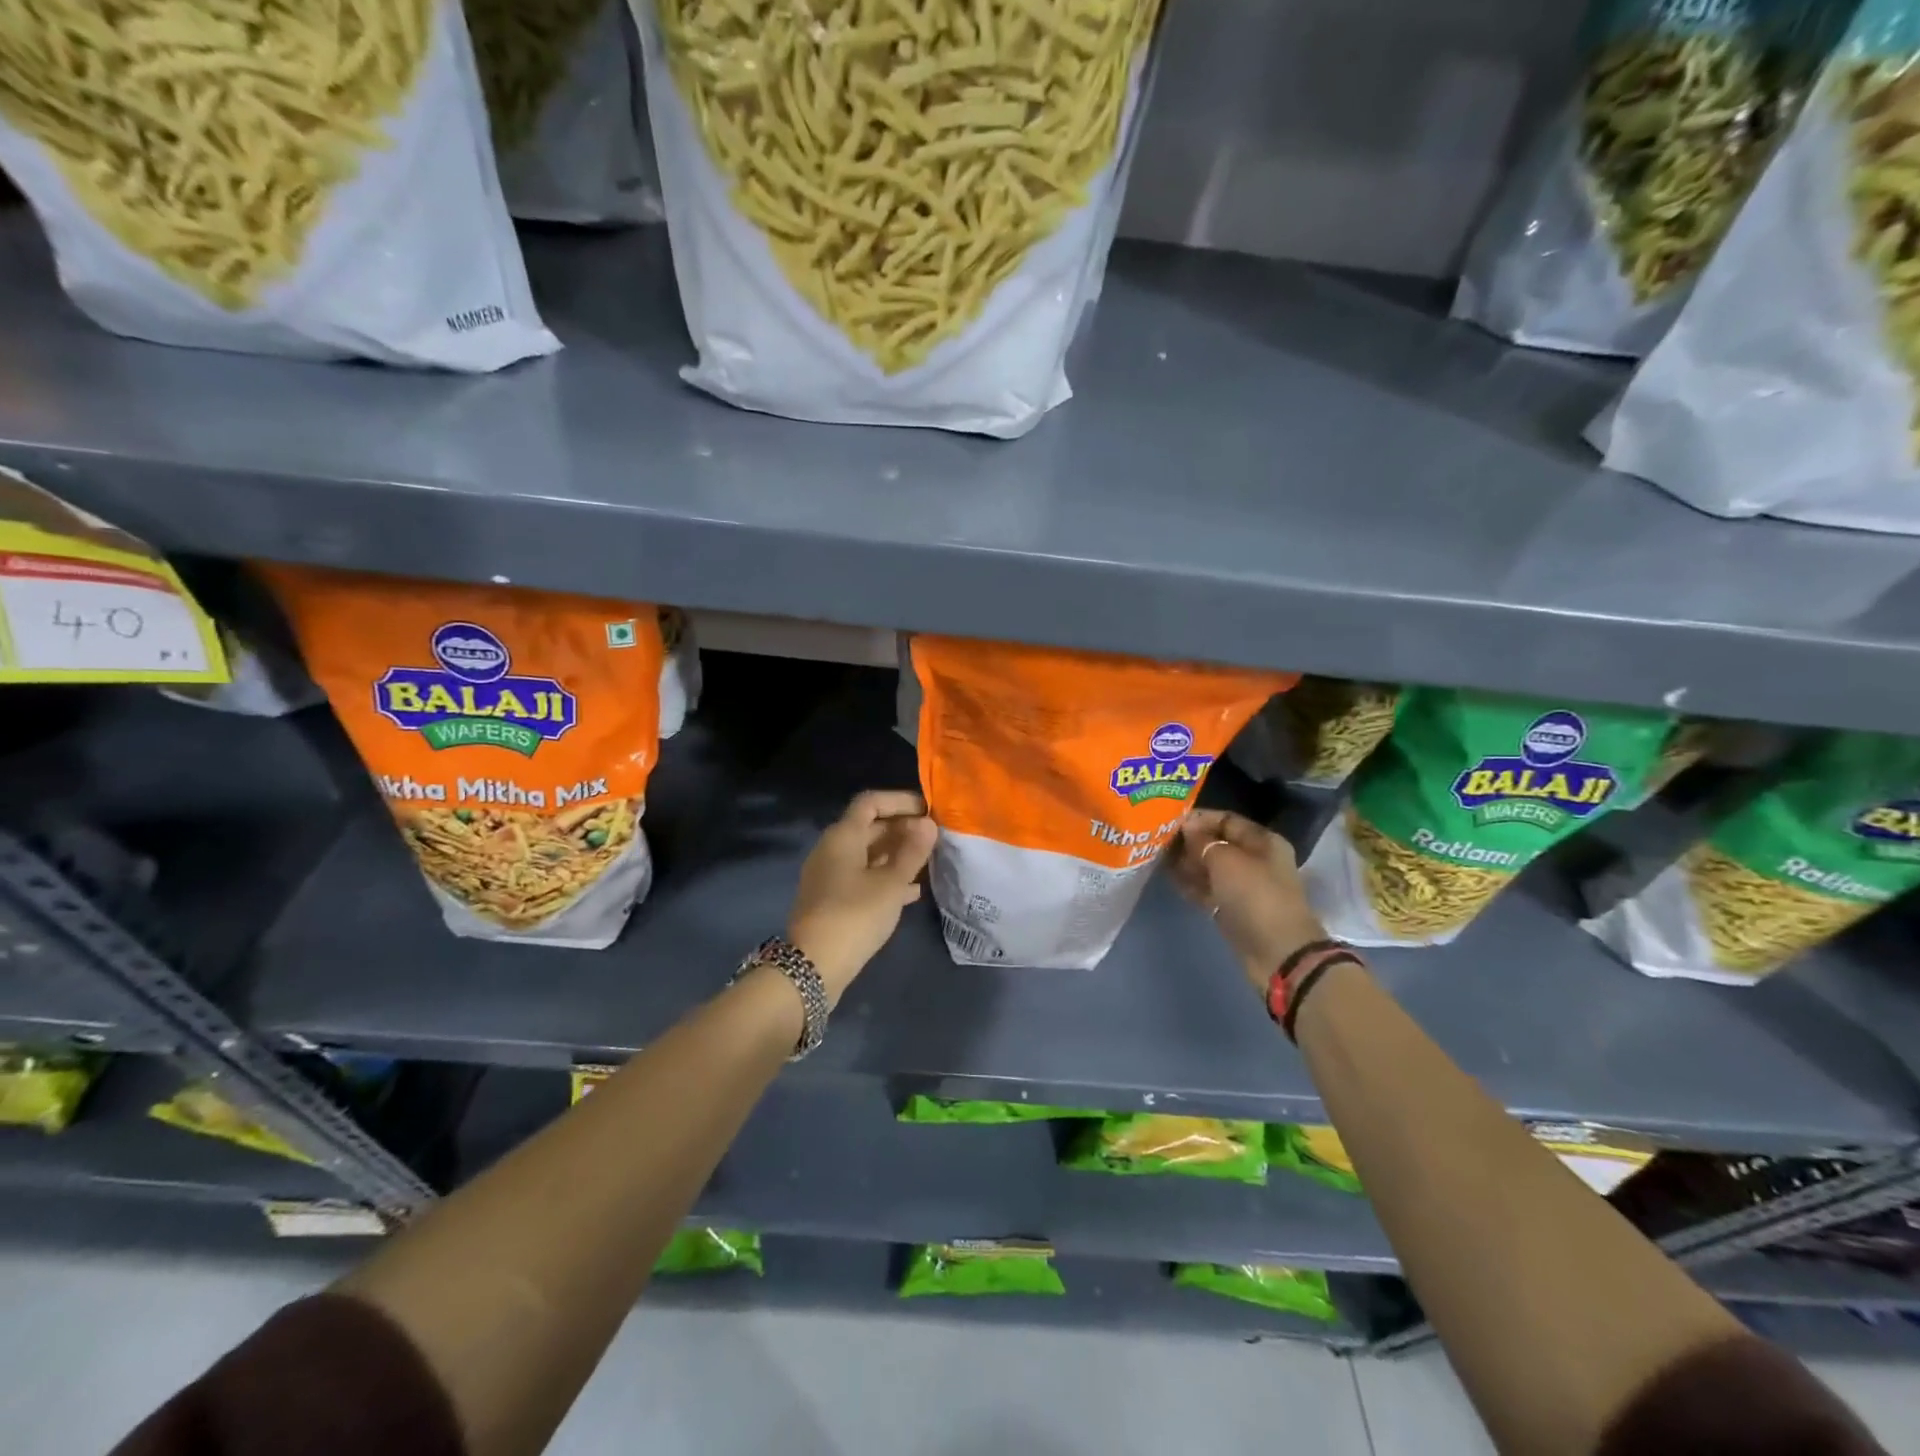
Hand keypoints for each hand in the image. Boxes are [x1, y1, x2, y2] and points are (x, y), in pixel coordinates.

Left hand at [787, 790, 938, 1003]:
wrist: (813, 966)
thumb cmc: (855, 916)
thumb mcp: (891, 883)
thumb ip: (912, 852)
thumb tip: (928, 823)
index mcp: (842, 836)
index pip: (871, 802)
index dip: (900, 801)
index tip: (928, 810)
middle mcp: (832, 849)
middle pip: (869, 827)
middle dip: (902, 828)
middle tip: (934, 838)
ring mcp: (830, 875)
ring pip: (868, 854)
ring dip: (897, 854)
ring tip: (928, 861)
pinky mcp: (832, 899)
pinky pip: (863, 877)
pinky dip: (886, 877)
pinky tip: (912, 892)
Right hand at [1169, 810, 1326, 992]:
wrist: (1277, 953)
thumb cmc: (1255, 897)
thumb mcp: (1227, 861)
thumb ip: (1203, 841)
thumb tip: (1187, 826)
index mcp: (1262, 842)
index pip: (1226, 820)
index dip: (1198, 818)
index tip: (1169, 821)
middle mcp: (1255, 860)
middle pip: (1217, 843)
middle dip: (1189, 841)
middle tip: (1158, 840)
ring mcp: (1244, 886)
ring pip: (1210, 868)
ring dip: (1187, 863)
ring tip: (1158, 858)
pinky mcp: (1233, 909)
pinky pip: (1208, 889)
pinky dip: (1191, 884)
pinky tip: (1170, 879)